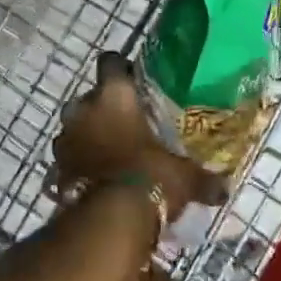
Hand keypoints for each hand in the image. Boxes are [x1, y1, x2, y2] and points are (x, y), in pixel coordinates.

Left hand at [50, 53, 226, 213]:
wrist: (109, 218)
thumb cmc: (151, 178)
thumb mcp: (184, 177)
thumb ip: (203, 179)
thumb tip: (225, 189)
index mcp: (114, 96)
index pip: (110, 62)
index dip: (121, 68)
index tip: (134, 79)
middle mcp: (83, 109)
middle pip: (90, 96)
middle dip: (104, 107)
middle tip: (127, 122)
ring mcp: (64, 138)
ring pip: (76, 126)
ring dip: (88, 135)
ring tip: (111, 152)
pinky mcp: (56, 167)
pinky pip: (69, 156)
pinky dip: (80, 162)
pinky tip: (98, 177)